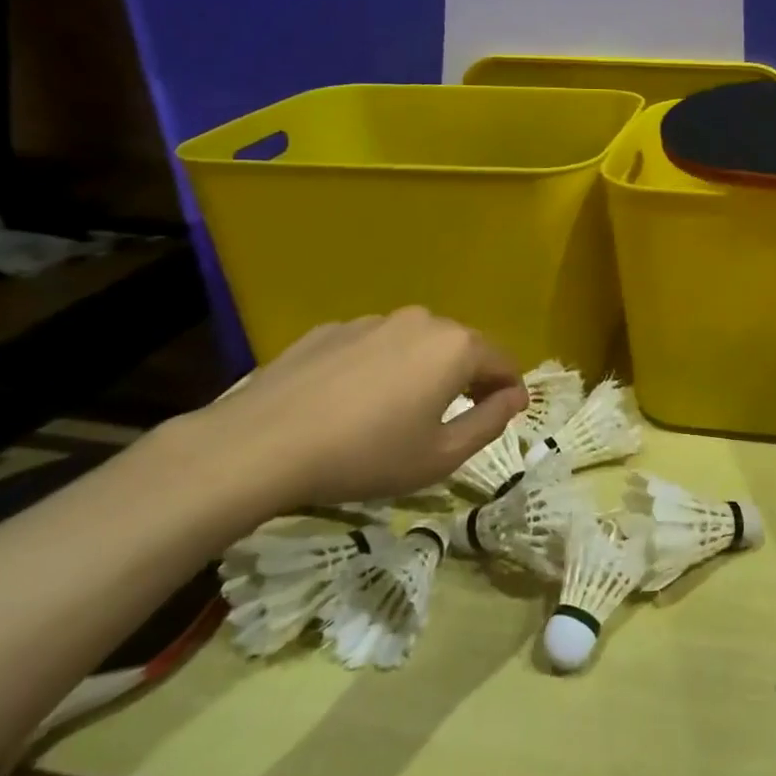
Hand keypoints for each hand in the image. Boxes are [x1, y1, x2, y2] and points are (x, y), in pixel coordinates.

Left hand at [184, 308, 526, 507]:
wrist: (260, 445)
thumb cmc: (366, 455)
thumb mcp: (442, 455)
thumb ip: (490, 422)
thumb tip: (515, 397)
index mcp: (456, 347)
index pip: (503, 362)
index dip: (510, 391)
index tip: (504, 417)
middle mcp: (422, 321)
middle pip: (462, 347)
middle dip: (467, 378)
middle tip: (453, 419)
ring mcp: (373, 320)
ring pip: (416, 344)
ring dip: (422, 371)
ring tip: (398, 412)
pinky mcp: (331, 329)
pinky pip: (374, 346)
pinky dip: (379, 368)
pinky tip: (352, 403)